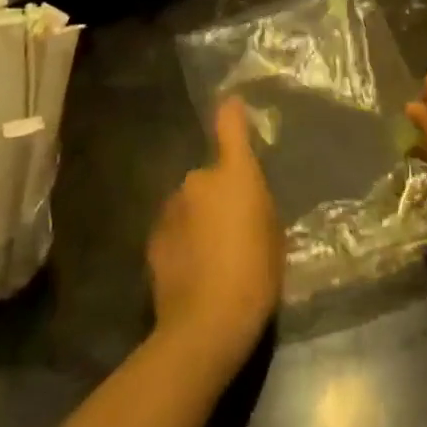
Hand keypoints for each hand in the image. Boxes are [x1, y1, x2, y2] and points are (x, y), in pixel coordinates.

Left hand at [147, 97, 281, 367]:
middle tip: (233, 229)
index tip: (232, 104)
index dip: (232, 113)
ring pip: (189, 204)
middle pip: (210, 176)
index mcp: (234, 172)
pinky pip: (174, 230)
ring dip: (198, 219)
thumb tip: (244, 197)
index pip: (230, 124)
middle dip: (218, 194)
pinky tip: (192, 271)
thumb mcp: (273, 234)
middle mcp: (198, 178)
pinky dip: (182, 241)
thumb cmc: (255, 273)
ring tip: (211, 257)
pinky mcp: (153, 238)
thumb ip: (256, 203)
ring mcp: (171, 207)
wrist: (207, 322)